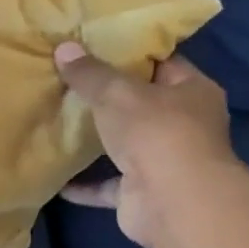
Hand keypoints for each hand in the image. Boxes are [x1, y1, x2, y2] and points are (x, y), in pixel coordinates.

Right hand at [54, 42, 241, 247]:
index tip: (94, 46)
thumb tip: (64, 47)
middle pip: (142, 104)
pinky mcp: (142, 193)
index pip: (162, 63)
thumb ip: (89, 73)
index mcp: (192, 92)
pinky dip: (84, 184)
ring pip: (125, 144)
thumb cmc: (156, 132)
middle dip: (109, 97)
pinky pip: (107, 185)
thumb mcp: (116, 92)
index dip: (130, 53)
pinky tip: (56, 177)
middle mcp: (184, 125)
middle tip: (68, 79)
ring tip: (59, 122)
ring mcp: (164, 161)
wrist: (172, 201)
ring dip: (97, 140)